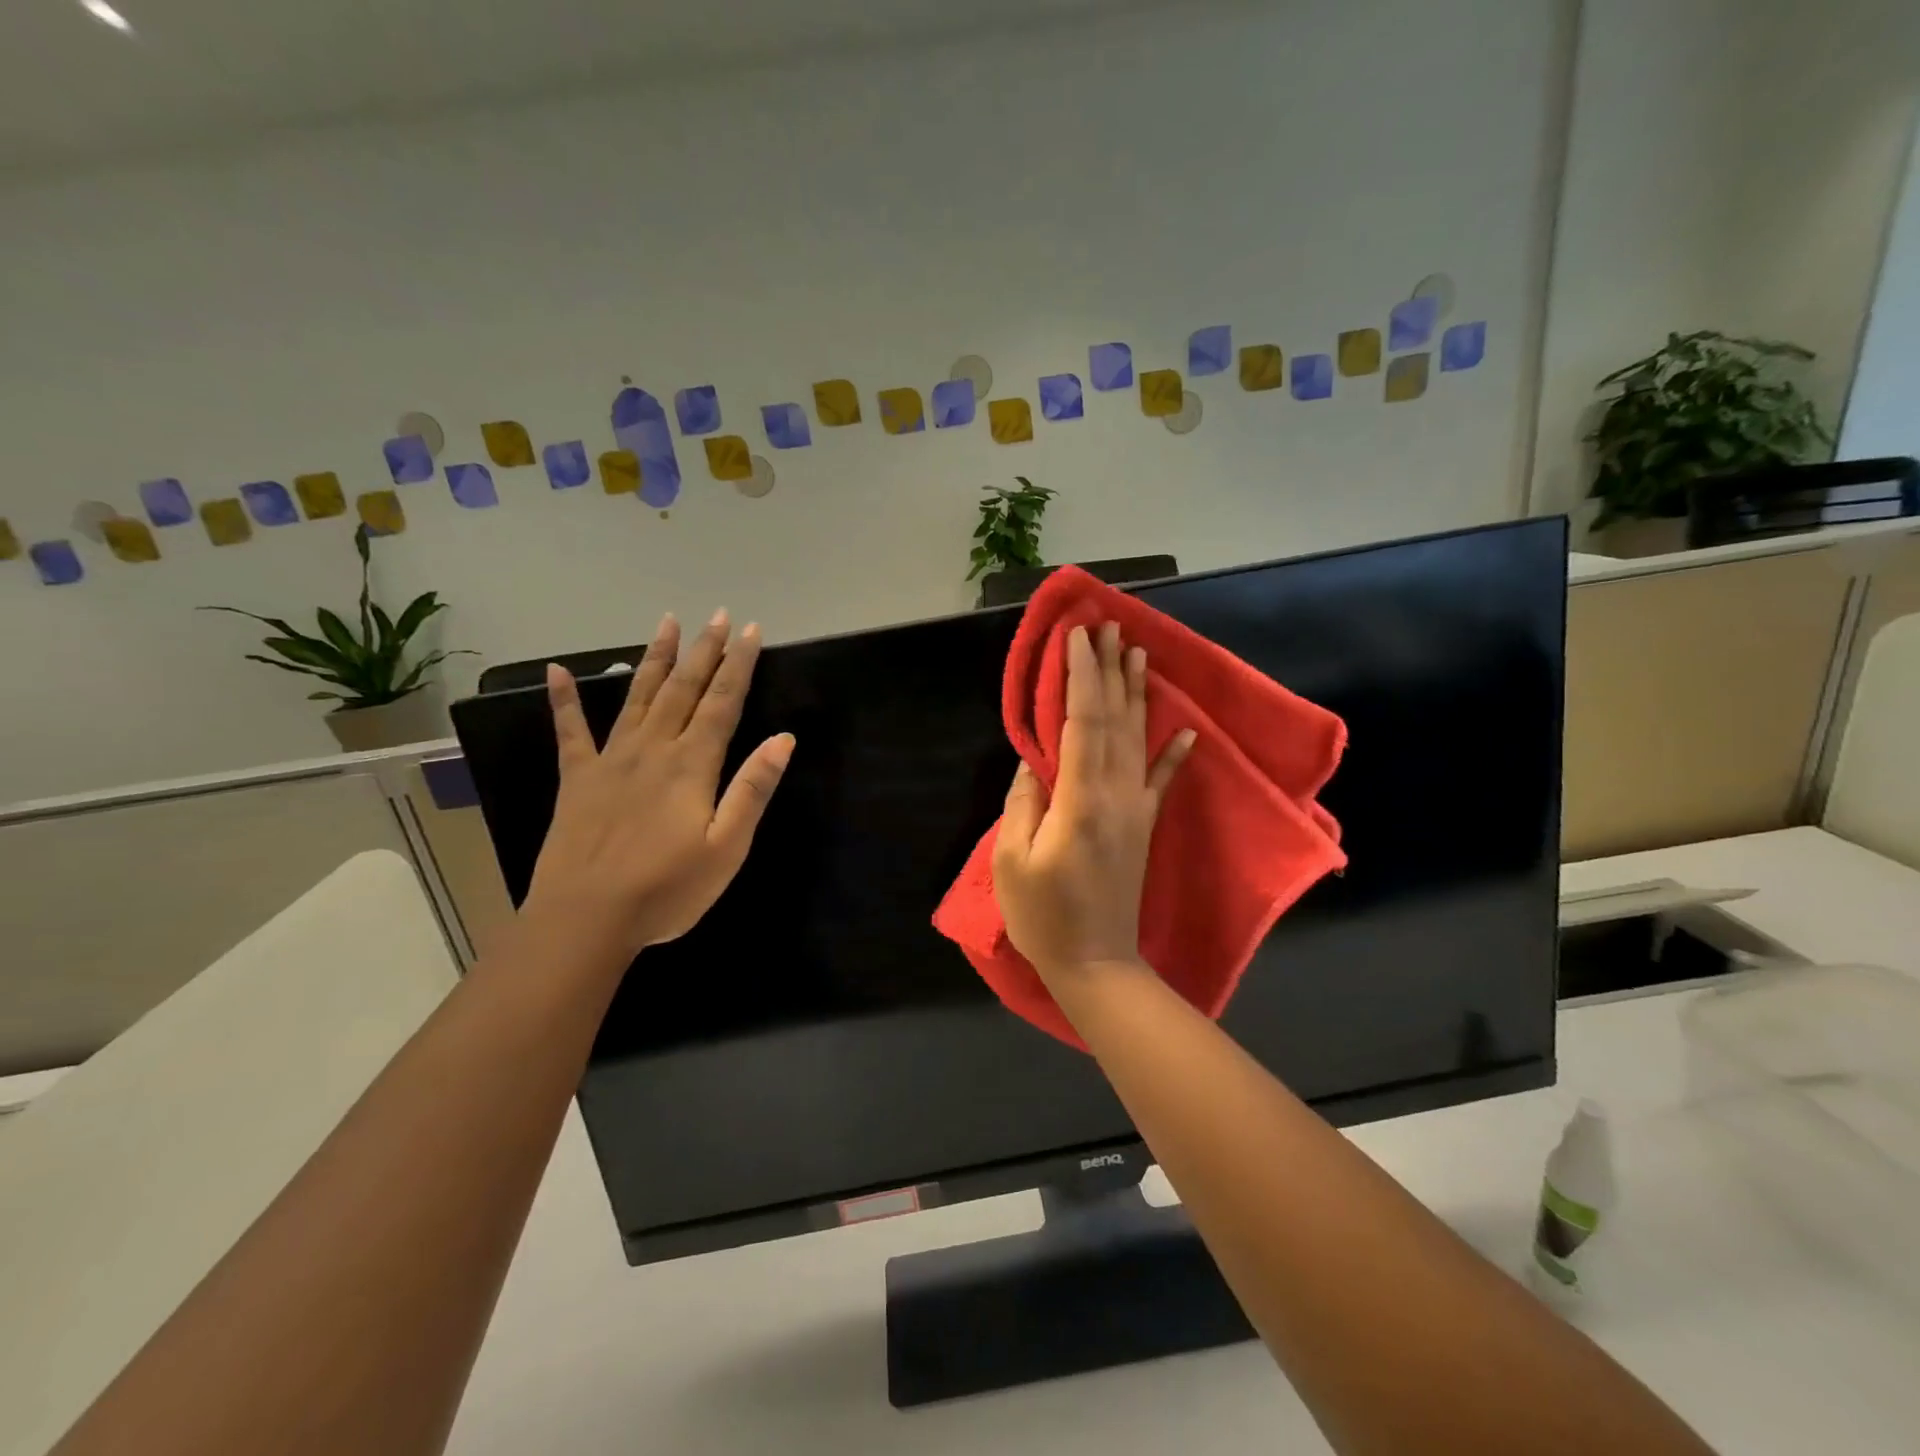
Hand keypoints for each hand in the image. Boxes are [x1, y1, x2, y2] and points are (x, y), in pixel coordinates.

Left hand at [523, 609, 793, 960]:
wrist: (585, 920)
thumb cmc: (667, 890)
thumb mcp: (727, 847)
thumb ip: (753, 789)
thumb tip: (783, 738)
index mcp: (692, 765)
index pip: (722, 703)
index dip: (738, 665)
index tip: (750, 631)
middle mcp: (653, 749)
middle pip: (683, 689)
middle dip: (704, 650)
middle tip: (717, 615)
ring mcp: (611, 760)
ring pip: (638, 696)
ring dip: (656, 658)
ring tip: (667, 622)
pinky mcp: (578, 779)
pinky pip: (570, 731)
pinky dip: (564, 700)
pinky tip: (558, 671)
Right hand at [993, 621, 1194, 980]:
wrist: (1096, 962)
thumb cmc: (1044, 916)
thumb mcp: (1013, 861)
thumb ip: (1023, 804)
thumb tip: (1032, 762)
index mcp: (1079, 799)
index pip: (1081, 722)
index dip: (1080, 676)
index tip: (1077, 637)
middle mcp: (1114, 793)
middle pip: (1114, 718)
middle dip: (1110, 669)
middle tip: (1109, 626)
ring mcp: (1135, 808)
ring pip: (1139, 739)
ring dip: (1138, 694)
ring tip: (1139, 653)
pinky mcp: (1144, 826)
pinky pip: (1162, 781)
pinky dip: (1176, 753)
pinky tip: (1188, 729)